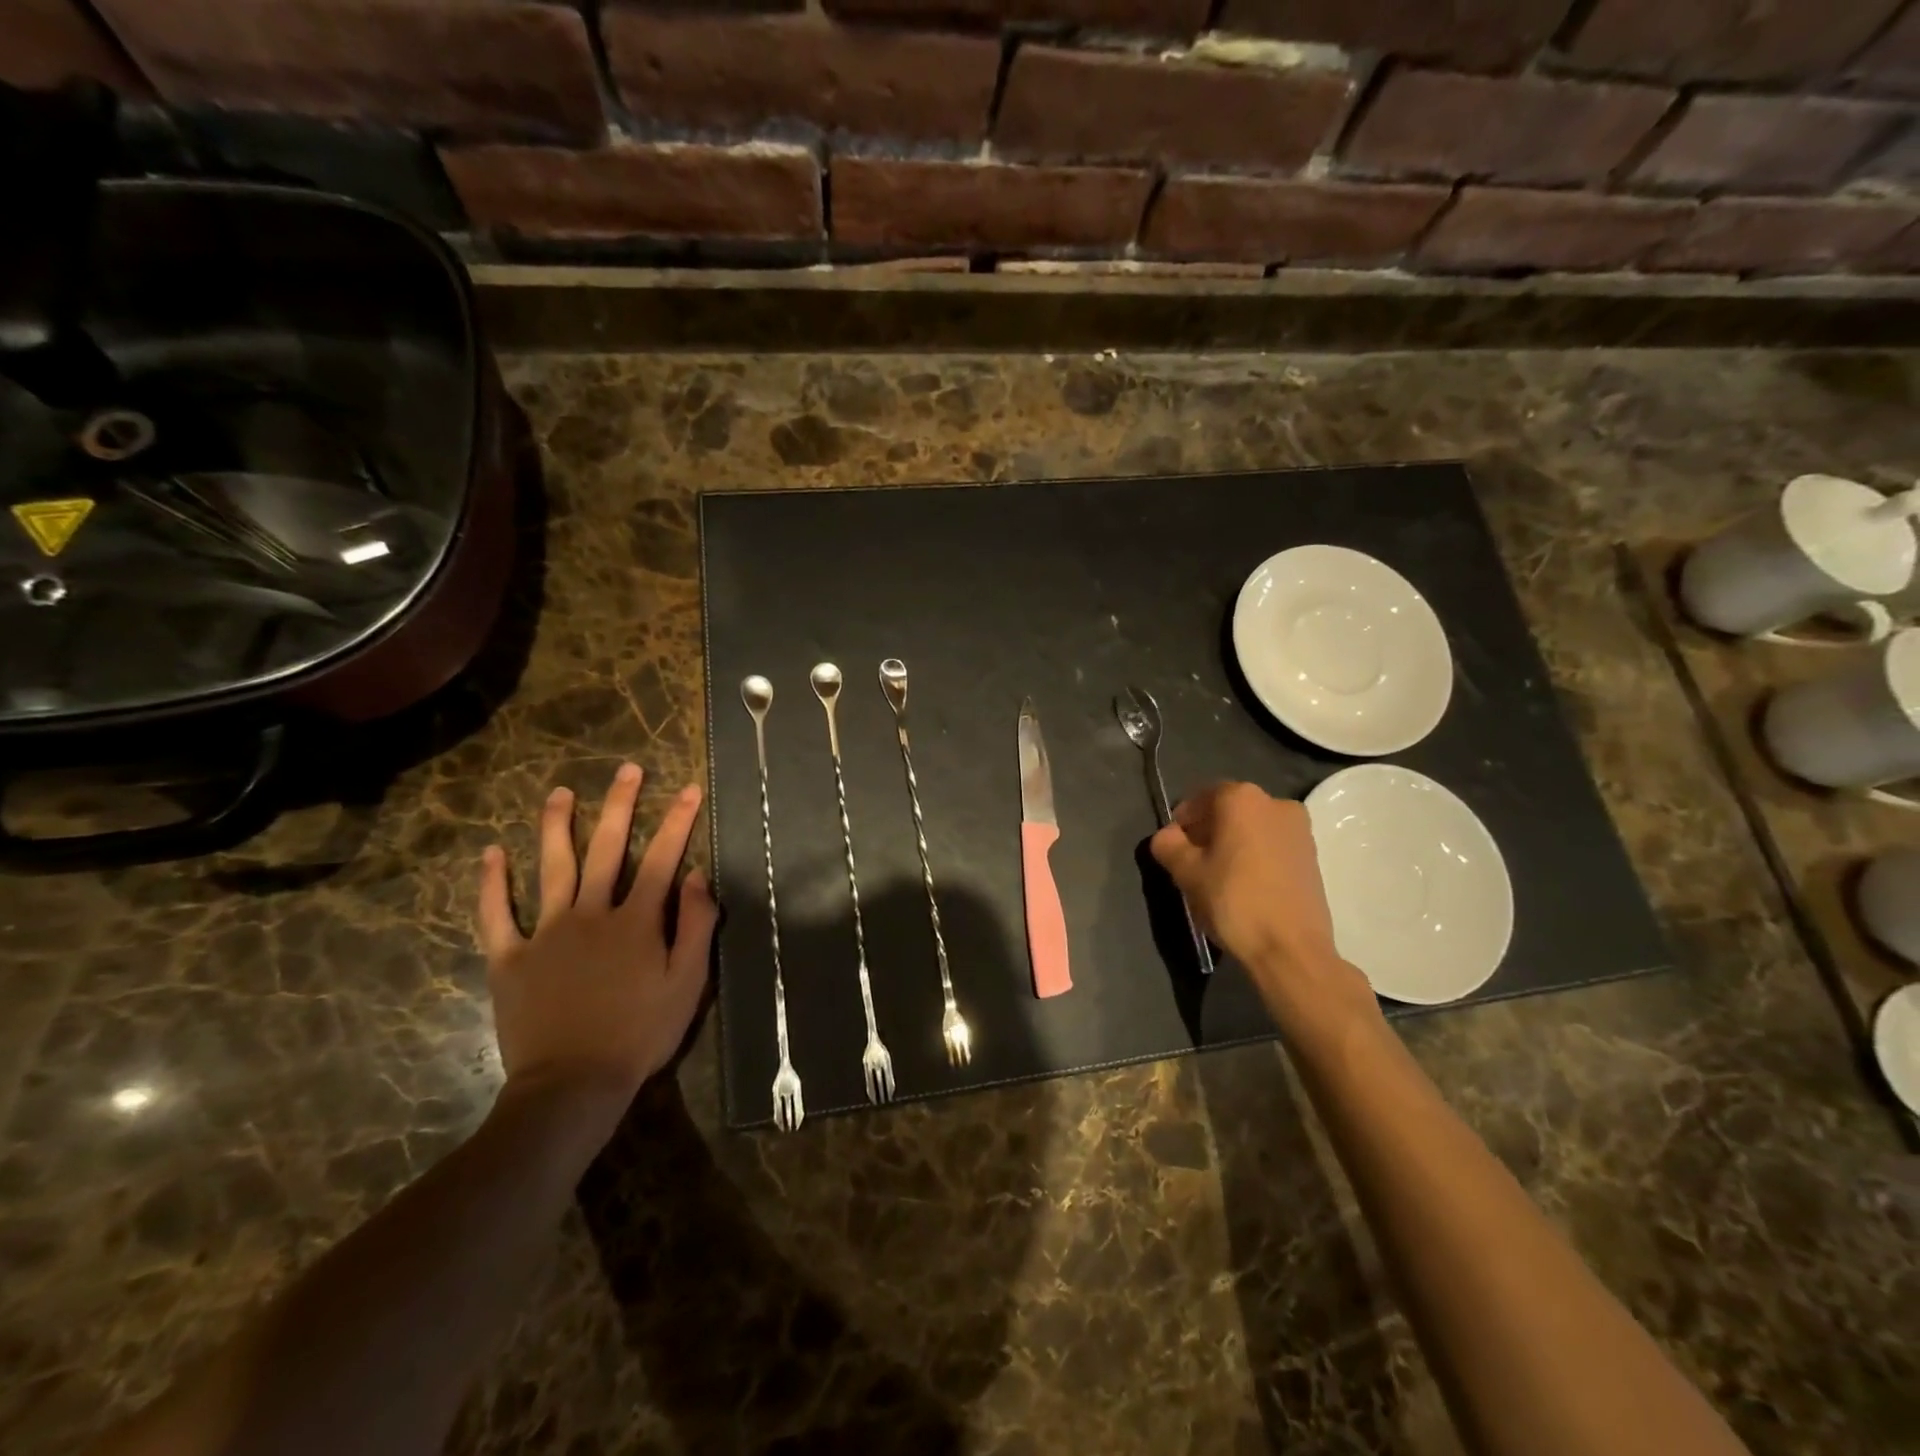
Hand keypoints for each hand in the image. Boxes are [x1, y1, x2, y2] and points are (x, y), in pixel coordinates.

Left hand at [477, 764, 717, 1119]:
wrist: (572, 1084)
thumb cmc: (640, 1033)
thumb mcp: (688, 982)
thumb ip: (696, 925)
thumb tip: (697, 874)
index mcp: (637, 920)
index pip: (662, 858)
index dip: (678, 821)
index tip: (689, 788)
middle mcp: (592, 913)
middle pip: (607, 848)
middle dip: (621, 806)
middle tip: (628, 770)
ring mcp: (546, 932)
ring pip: (552, 868)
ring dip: (557, 827)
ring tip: (559, 793)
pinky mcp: (510, 958)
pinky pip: (496, 915)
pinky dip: (492, 884)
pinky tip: (491, 853)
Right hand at [1150, 781, 1375, 1041]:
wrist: (1291, 949)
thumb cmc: (1233, 901)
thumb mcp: (1186, 872)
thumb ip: (1168, 845)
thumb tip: (1168, 836)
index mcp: (1242, 798)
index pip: (1200, 798)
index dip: (1182, 821)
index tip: (1174, 848)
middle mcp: (1275, 802)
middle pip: (1228, 810)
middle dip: (1208, 831)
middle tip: (1192, 863)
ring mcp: (1300, 829)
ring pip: (1252, 828)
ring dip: (1232, 844)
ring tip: (1219, 877)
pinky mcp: (1313, 855)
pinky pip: (1272, 845)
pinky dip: (1255, 856)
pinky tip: (1245, 885)